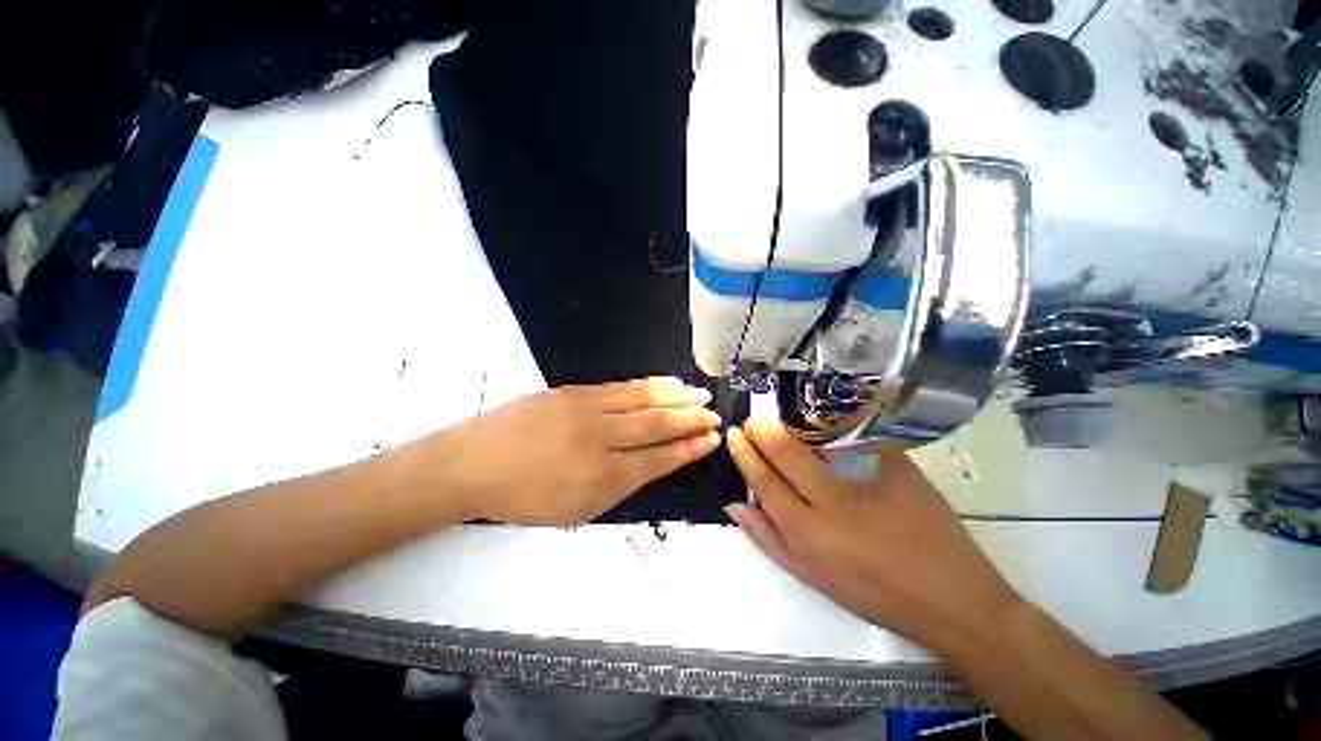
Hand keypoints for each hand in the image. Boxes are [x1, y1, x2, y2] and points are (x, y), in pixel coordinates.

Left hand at [429, 377, 720, 525]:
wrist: (473, 464)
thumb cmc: (525, 497)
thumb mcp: (576, 510)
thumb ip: (619, 486)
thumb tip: (651, 463)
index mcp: (603, 477)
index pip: (659, 459)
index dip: (688, 449)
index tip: (710, 440)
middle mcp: (602, 439)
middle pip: (657, 425)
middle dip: (691, 419)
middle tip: (714, 414)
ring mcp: (588, 409)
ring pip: (643, 400)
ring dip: (676, 397)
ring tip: (698, 394)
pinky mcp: (575, 391)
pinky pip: (622, 387)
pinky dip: (649, 385)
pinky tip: (665, 382)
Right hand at [725, 420, 1020, 652]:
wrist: (952, 596)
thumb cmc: (872, 592)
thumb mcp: (811, 577)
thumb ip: (767, 538)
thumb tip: (733, 504)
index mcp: (809, 531)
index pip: (763, 479)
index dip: (744, 452)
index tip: (735, 434)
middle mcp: (833, 498)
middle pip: (785, 449)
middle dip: (761, 428)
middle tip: (753, 420)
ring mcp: (867, 476)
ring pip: (815, 435)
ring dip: (791, 422)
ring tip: (781, 421)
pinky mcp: (895, 462)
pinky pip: (851, 434)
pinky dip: (829, 424)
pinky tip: (821, 424)